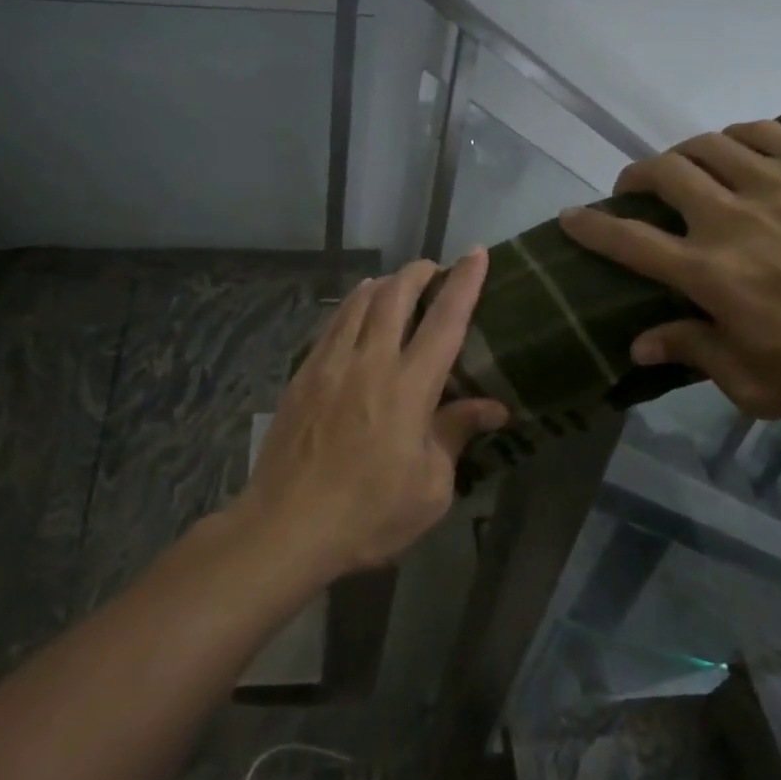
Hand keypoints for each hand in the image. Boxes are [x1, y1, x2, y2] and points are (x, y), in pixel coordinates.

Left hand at [238, 249, 508, 578]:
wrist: (287, 525)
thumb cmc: (369, 514)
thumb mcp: (430, 487)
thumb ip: (456, 434)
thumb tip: (494, 406)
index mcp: (409, 386)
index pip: (445, 320)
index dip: (464, 283)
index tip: (476, 253)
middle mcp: (369, 361)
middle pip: (394, 296)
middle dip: (417, 272)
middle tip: (432, 268)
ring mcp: (330, 364)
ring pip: (357, 303)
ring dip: (382, 284)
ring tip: (395, 282)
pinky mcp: (302, 376)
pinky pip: (331, 325)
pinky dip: (350, 307)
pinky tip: (353, 312)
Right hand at [559, 120, 780, 418]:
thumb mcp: (759, 383)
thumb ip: (695, 354)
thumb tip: (640, 343)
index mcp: (709, 273)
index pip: (627, 240)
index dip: (590, 226)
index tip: (570, 217)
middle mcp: (730, 217)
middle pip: (662, 174)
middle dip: (635, 177)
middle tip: (637, 189)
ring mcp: (778, 181)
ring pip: (707, 145)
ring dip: (682, 155)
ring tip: (687, 168)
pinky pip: (763, 132)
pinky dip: (737, 138)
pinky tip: (741, 151)